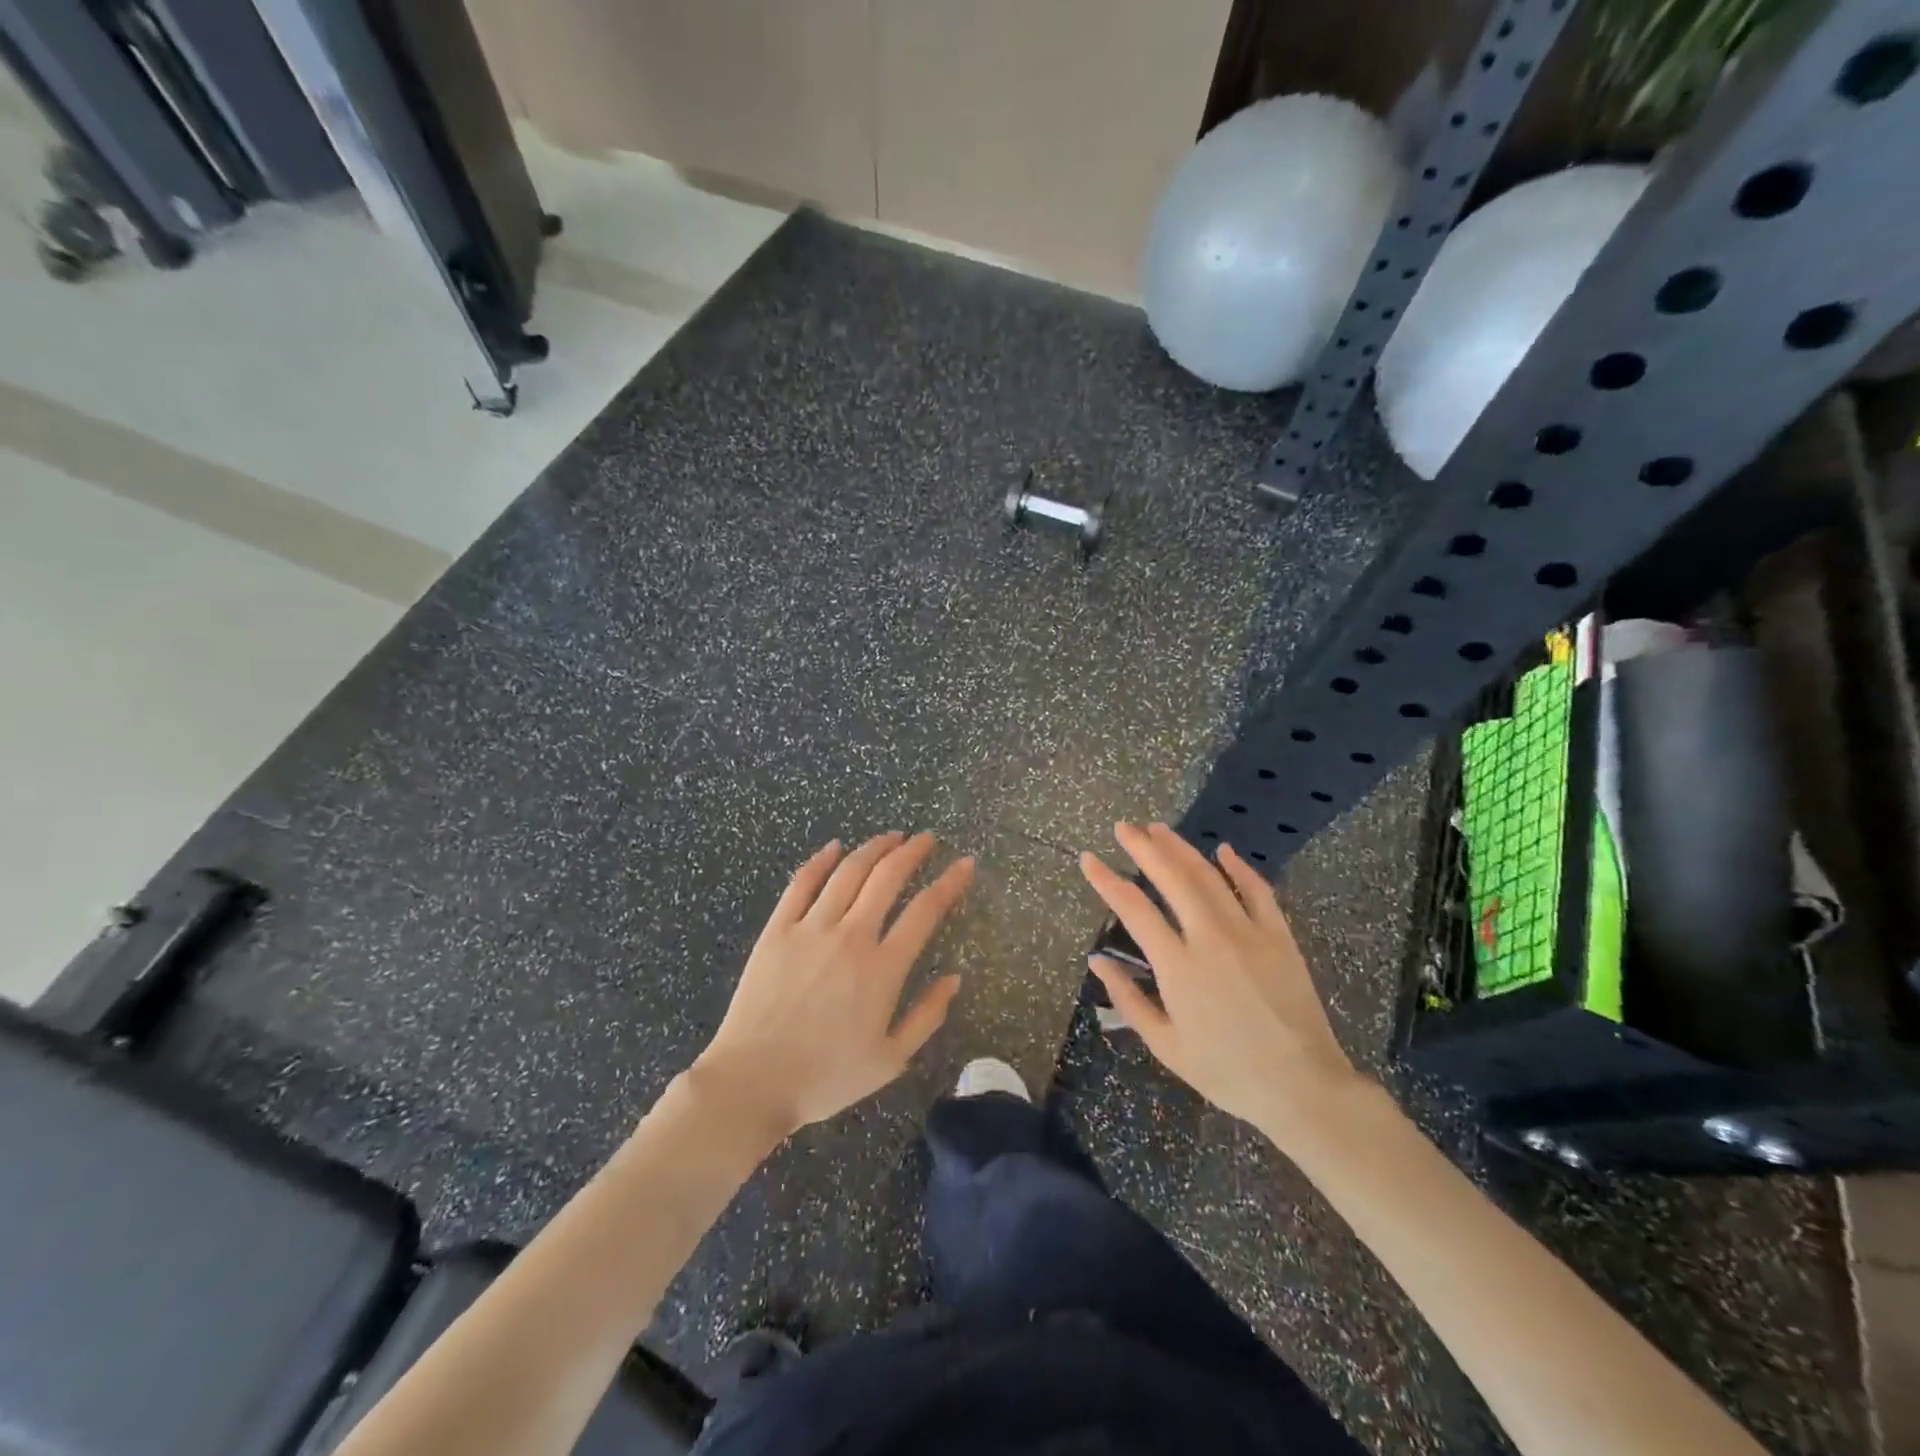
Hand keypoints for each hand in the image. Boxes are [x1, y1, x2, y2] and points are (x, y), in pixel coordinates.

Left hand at [692, 832, 973, 1138]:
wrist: (751, 1082)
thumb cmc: (825, 1077)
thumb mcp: (890, 1060)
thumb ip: (927, 1016)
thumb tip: (954, 978)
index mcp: (882, 969)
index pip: (925, 910)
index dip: (950, 883)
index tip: (965, 864)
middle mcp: (850, 937)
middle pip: (887, 878)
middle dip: (912, 852)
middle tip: (926, 839)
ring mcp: (810, 928)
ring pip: (848, 872)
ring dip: (873, 848)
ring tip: (891, 837)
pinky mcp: (777, 930)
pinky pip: (801, 883)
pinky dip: (820, 860)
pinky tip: (834, 847)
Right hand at [1079, 822, 1365, 1149]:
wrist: (1302, 1087)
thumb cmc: (1226, 1072)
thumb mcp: (1166, 1045)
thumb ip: (1128, 999)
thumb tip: (1096, 961)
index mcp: (1178, 967)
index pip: (1134, 909)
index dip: (1107, 880)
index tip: (1089, 858)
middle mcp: (1211, 939)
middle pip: (1172, 878)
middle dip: (1144, 847)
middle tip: (1124, 827)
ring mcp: (1250, 933)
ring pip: (1210, 877)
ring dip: (1182, 849)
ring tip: (1159, 829)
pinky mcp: (1280, 937)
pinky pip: (1259, 891)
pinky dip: (1239, 867)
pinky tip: (1224, 850)